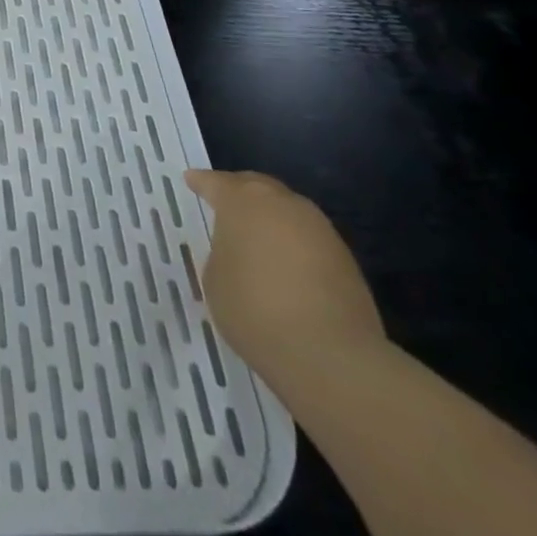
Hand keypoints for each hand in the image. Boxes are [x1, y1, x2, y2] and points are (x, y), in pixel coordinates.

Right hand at [185, 170, 385, 385]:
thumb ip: (222, 254)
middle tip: (226, 206)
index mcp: (242, 201)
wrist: (330, 355)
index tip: (191, 180)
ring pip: (287, 212)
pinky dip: (294, 246)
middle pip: (256, 187)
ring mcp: (318, 227)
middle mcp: (281, 202)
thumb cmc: (255, 310)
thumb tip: (239, 252)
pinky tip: (288, 270)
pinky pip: (309, 239)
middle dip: (240, 193)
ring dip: (271, 221)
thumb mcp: (215, 280)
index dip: (201, 182)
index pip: (215, 182)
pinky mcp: (345, 257)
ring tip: (259, 242)